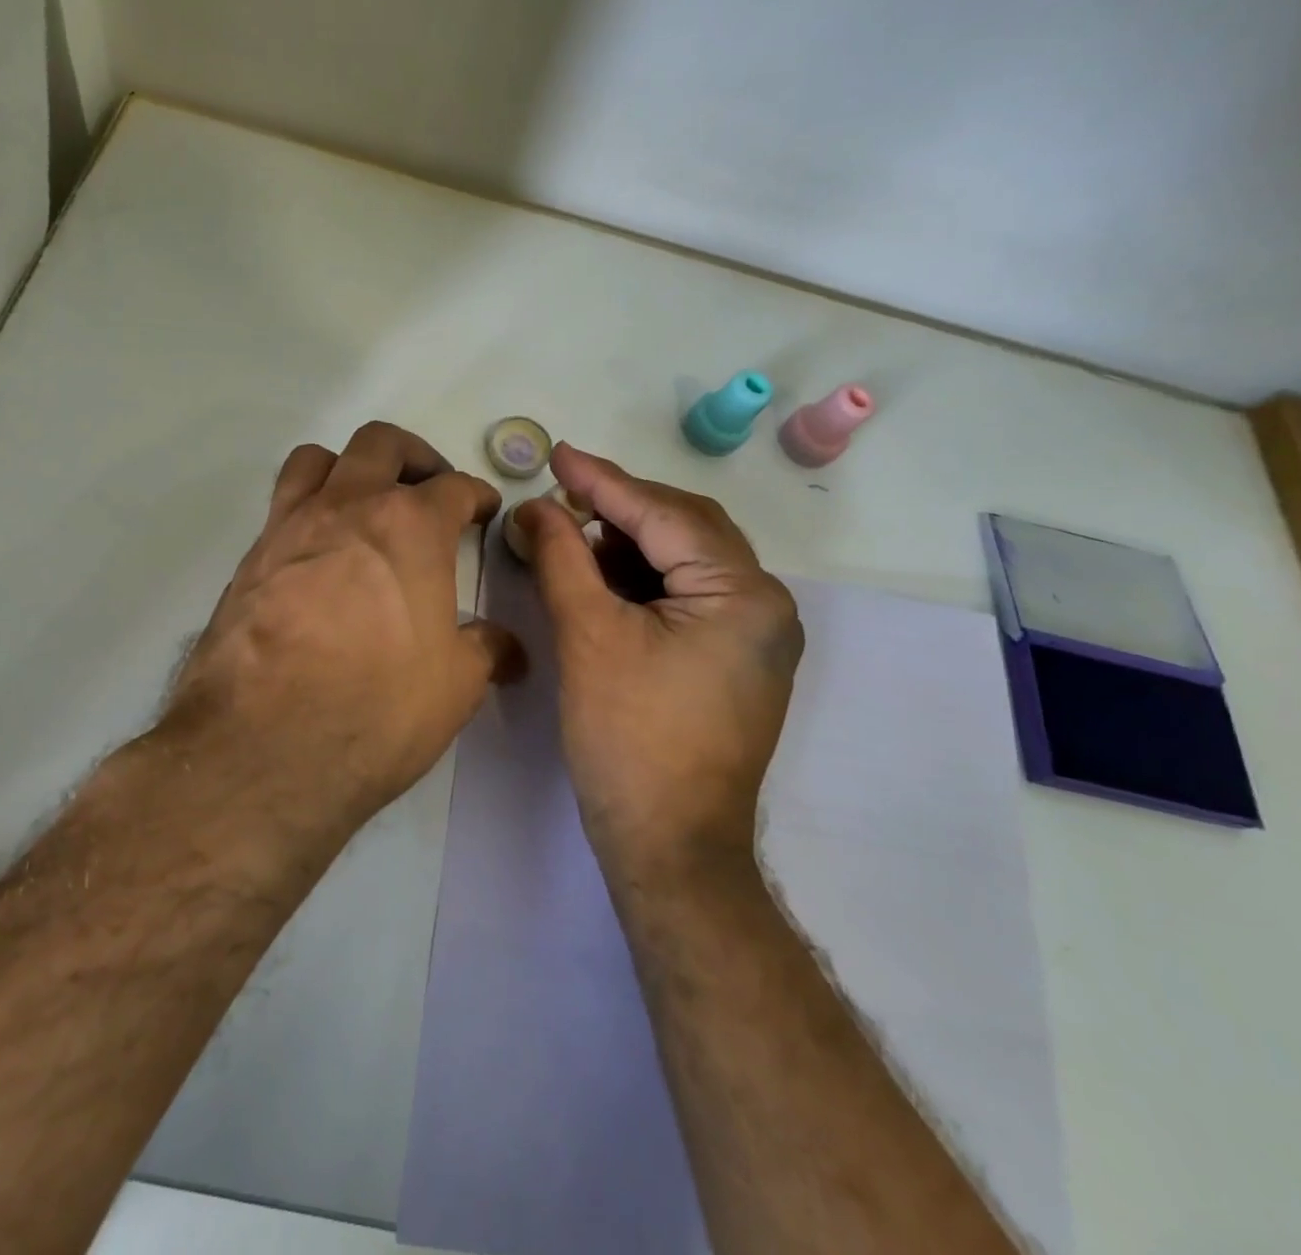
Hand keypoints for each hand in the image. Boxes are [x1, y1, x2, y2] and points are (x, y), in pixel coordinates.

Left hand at [161, 422, 523, 839]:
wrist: (262, 747)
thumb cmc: (377, 708)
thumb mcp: (456, 686)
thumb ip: (485, 651)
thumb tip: (505, 646)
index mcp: (411, 526)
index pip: (455, 487)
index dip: (478, 495)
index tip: (485, 511)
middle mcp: (349, 507)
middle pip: (381, 444)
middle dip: (415, 457)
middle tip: (429, 491)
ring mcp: (291, 527)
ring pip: (318, 458)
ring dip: (350, 468)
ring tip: (365, 504)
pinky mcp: (250, 558)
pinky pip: (282, 505)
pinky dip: (308, 509)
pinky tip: (320, 555)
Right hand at [515, 443, 802, 875]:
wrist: (669, 846)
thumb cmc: (629, 740)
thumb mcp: (588, 636)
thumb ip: (562, 558)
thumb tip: (535, 507)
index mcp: (743, 594)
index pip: (664, 515)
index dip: (603, 481)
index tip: (557, 454)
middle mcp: (765, 605)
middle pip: (685, 529)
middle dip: (619, 510)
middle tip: (560, 496)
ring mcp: (755, 635)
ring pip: (686, 560)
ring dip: (628, 544)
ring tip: (570, 540)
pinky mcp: (735, 659)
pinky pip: (687, 595)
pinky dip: (642, 580)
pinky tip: (600, 580)